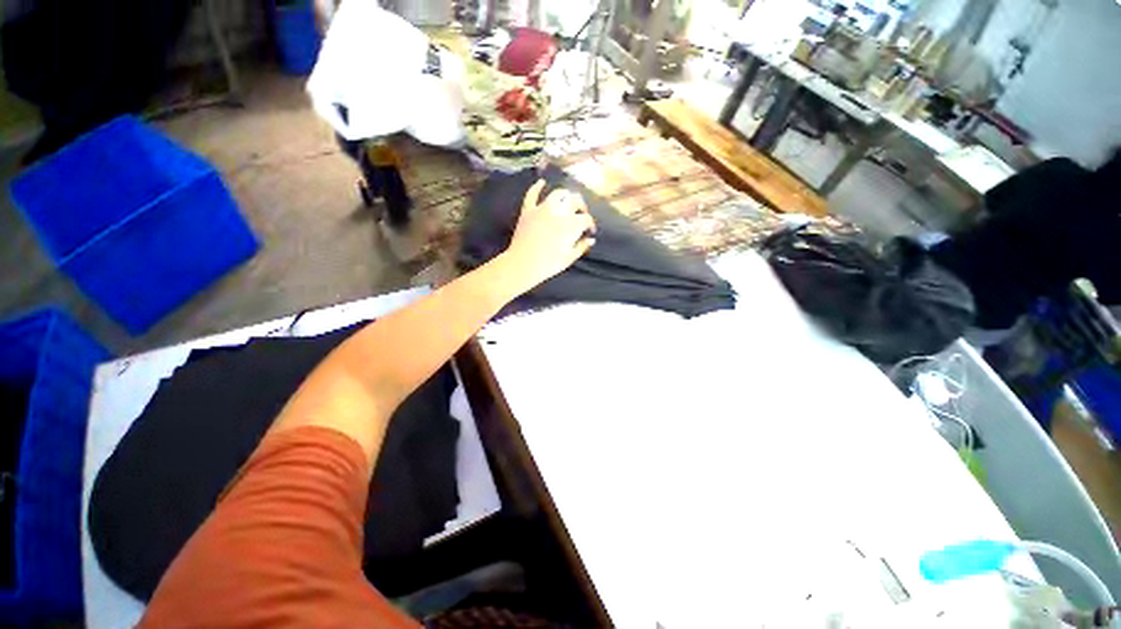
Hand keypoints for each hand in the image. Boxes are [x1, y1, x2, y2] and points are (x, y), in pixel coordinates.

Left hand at [501, 179, 595, 290]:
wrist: (522, 264)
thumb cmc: (548, 265)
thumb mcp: (569, 258)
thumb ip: (581, 247)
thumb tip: (591, 240)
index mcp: (571, 225)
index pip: (586, 218)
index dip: (590, 224)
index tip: (589, 231)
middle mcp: (559, 212)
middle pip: (575, 201)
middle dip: (581, 207)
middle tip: (581, 215)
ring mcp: (542, 209)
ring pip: (558, 194)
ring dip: (565, 196)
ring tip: (567, 201)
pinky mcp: (528, 210)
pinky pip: (532, 194)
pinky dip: (537, 187)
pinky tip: (541, 183)